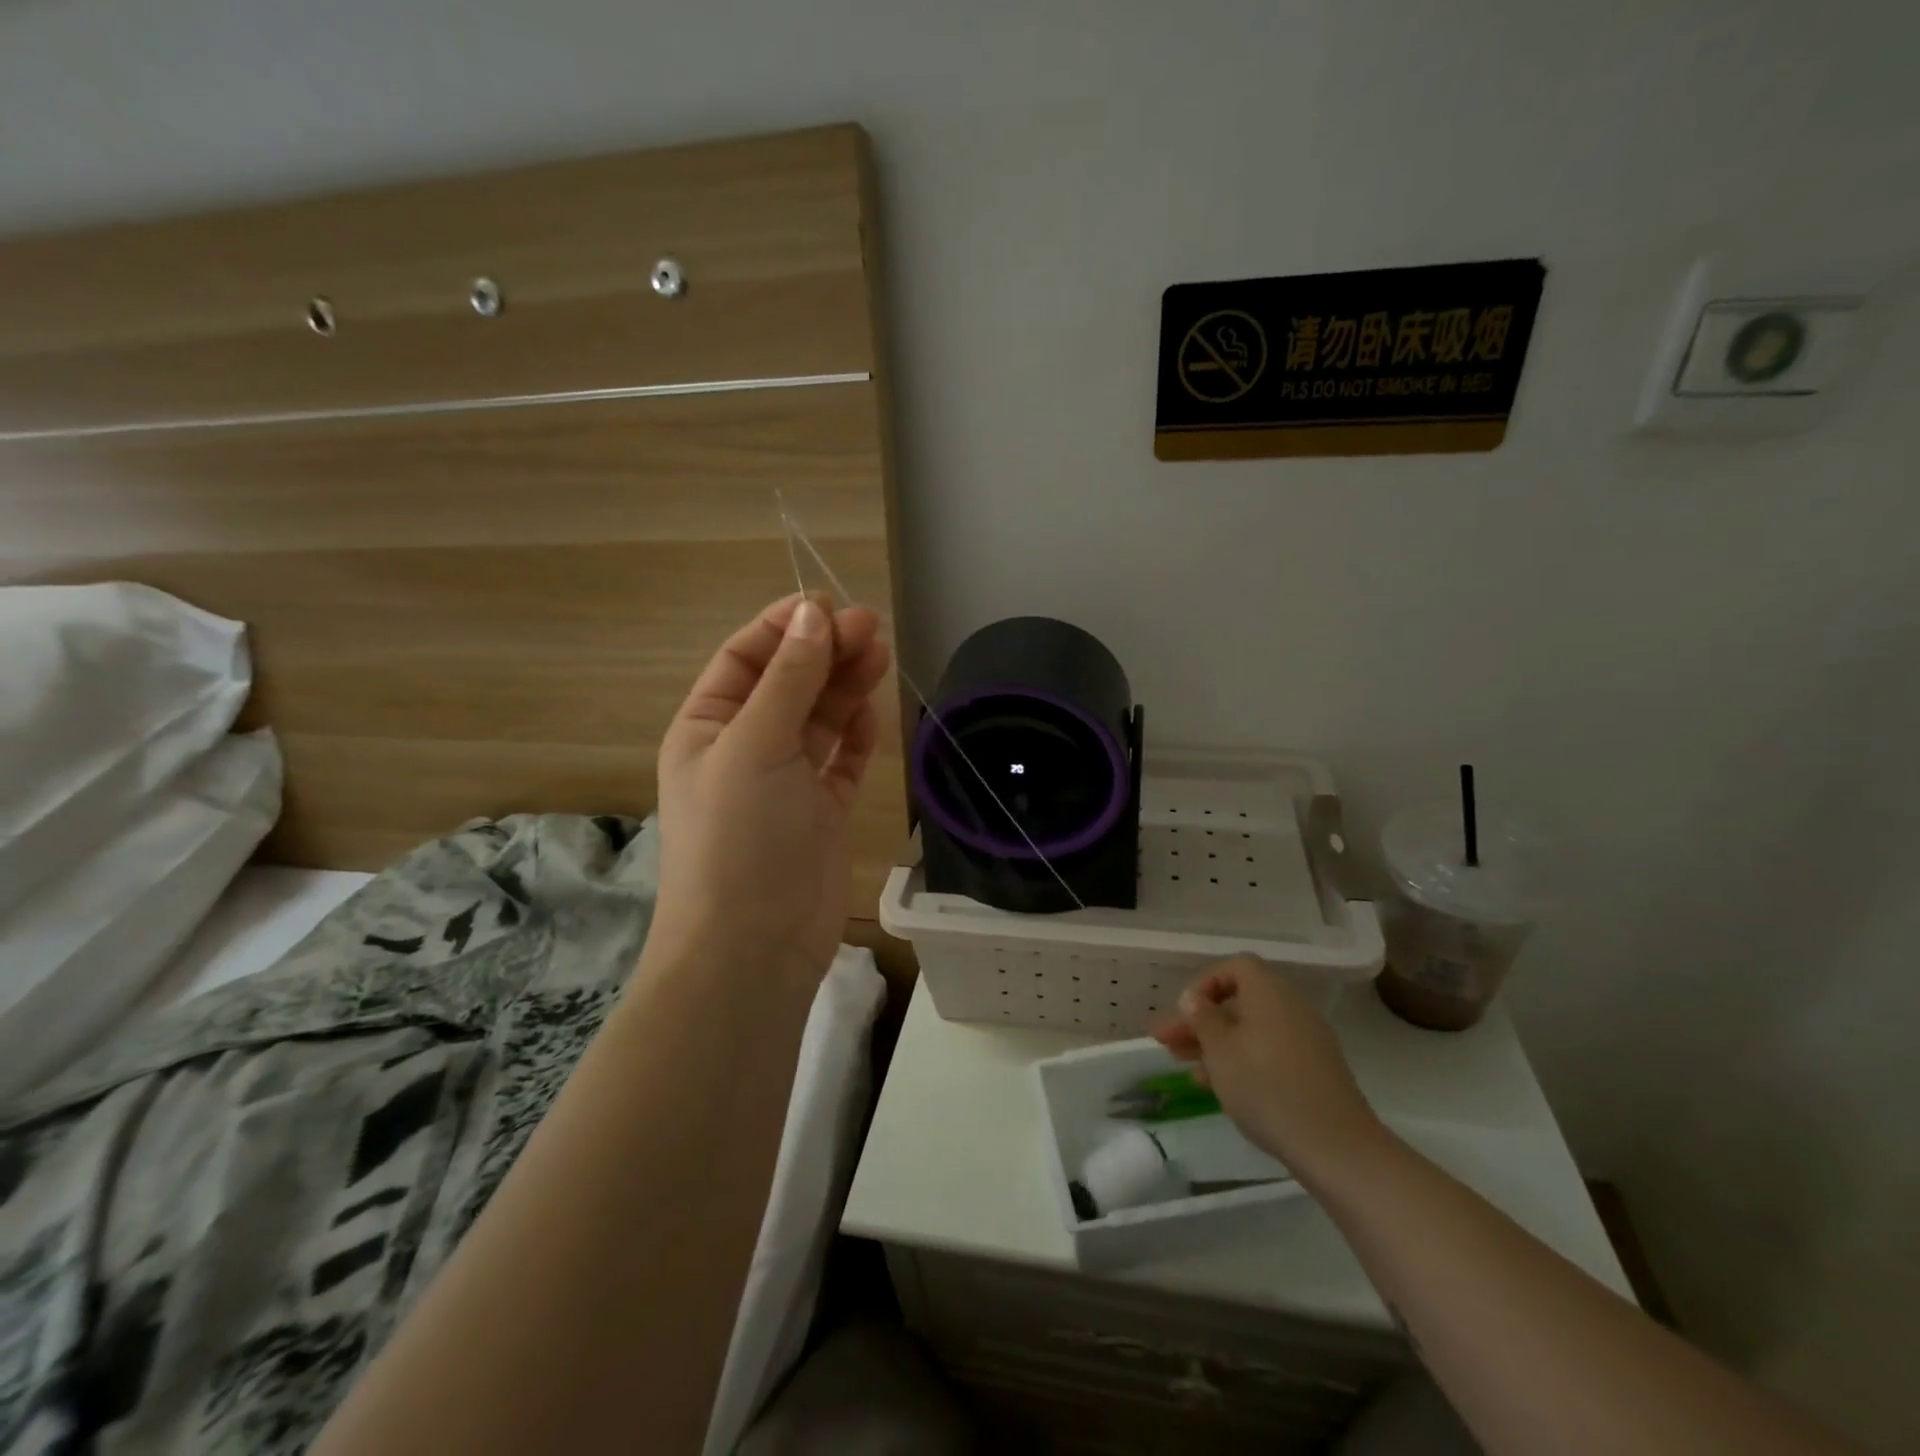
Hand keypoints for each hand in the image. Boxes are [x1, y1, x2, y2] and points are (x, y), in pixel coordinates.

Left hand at [650, 594, 891, 986]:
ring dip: (845, 685)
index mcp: (708, 727)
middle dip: (825, 652)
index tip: (830, 607)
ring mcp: (786, 781)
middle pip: (789, 683)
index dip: (785, 628)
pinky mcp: (821, 810)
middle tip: (872, 628)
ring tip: (880, 654)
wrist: (753, 946)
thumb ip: (788, 679)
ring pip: (819, 718)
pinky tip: (871, 710)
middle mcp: (744, 747)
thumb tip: (813, 615)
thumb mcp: (755, 745)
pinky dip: (856, 733)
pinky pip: (841, 759)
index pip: (745, 658)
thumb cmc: (739, 836)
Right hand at [1153, 955, 1387, 1180]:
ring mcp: (1307, 1040)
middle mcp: (1291, 1007)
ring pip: (1251, 1030)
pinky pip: (1269, 1052)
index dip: (1205, 983)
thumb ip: (1202, 1018)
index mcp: (1270, 992)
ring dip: (1217, 1043)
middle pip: (1240, 1002)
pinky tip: (1218, 1086)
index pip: (1235, 967)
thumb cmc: (1266, 1087)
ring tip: (1185, 1066)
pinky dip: (1242, 1060)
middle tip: (1168, 1042)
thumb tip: (1194, 998)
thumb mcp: (1220, 1050)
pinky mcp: (1314, 1071)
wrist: (1336, 1147)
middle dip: (1201, 1021)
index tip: (1184, 1010)